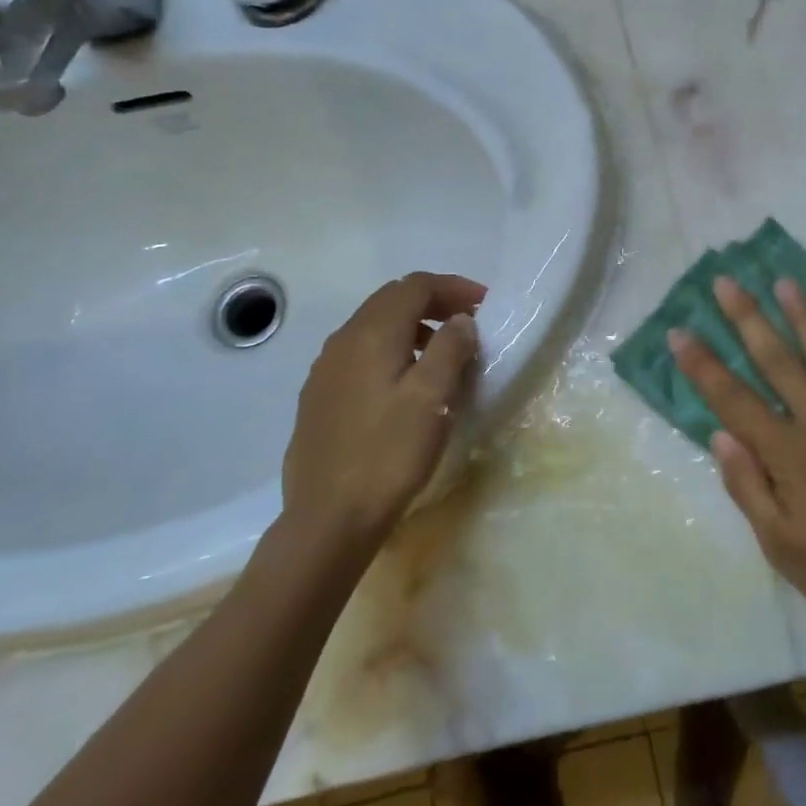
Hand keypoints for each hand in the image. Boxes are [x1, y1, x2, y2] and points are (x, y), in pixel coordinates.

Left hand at [282, 272, 485, 543]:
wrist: (328, 519)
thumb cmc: (388, 454)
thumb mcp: (432, 398)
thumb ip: (450, 348)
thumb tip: (460, 320)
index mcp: (371, 334)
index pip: (415, 286)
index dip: (453, 287)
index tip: (485, 305)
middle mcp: (342, 340)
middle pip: (391, 300)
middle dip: (433, 303)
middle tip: (468, 324)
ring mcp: (325, 369)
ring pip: (374, 327)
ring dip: (412, 327)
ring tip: (443, 355)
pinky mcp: (319, 397)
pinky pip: (360, 354)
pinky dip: (391, 351)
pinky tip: (405, 386)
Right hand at [670, 276, 805, 652]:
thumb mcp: (784, 547)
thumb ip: (749, 487)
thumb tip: (721, 435)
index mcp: (791, 454)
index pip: (734, 400)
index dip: (703, 365)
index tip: (679, 332)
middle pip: (778, 360)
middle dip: (747, 318)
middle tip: (726, 282)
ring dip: (803, 316)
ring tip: (784, 283)